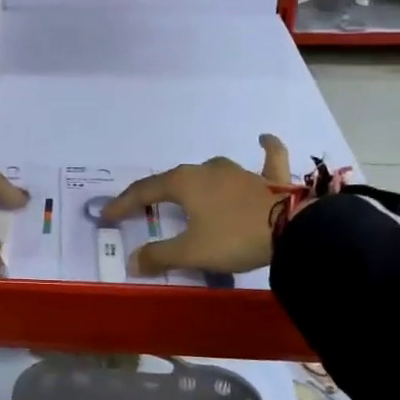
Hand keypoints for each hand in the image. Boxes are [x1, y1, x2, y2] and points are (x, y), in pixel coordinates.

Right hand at [101, 136, 292, 276]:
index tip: (107, 217)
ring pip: (212, 171)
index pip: (144, 191)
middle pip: (175, 180)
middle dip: (158, 195)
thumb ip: (159, 255)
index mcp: (184, 183)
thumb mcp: (191, 252)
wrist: (292, 230)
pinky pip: (267, 158)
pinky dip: (265, 149)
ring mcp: (240, 171)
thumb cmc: (233, 237)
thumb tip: (131, 261)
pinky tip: (263, 138)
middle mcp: (208, 170)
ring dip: (199, 182)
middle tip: (146, 211)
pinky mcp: (269, 179)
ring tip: (191, 194)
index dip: (123, 204)